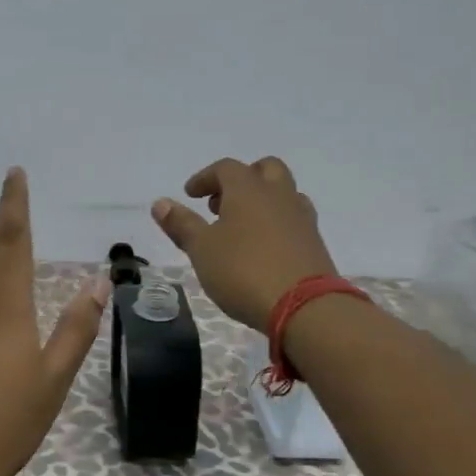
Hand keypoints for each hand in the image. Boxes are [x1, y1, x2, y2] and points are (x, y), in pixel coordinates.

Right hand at [151, 156, 338, 329]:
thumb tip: (160, 203)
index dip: (205, 178)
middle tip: (221, 203)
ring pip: (284, 193)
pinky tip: (264, 247)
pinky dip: (276, 223)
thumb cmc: (244, 271)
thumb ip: (181, 224)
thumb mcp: (202, 249)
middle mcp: (278, 195)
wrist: (305, 307)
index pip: (225, 168)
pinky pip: (294, 219)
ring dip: (262, 200)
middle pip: (264, 169)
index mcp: (248, 189)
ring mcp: (302, 218)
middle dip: (241, 179)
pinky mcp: (315, 243)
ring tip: (242, 226)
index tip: (190, 195)